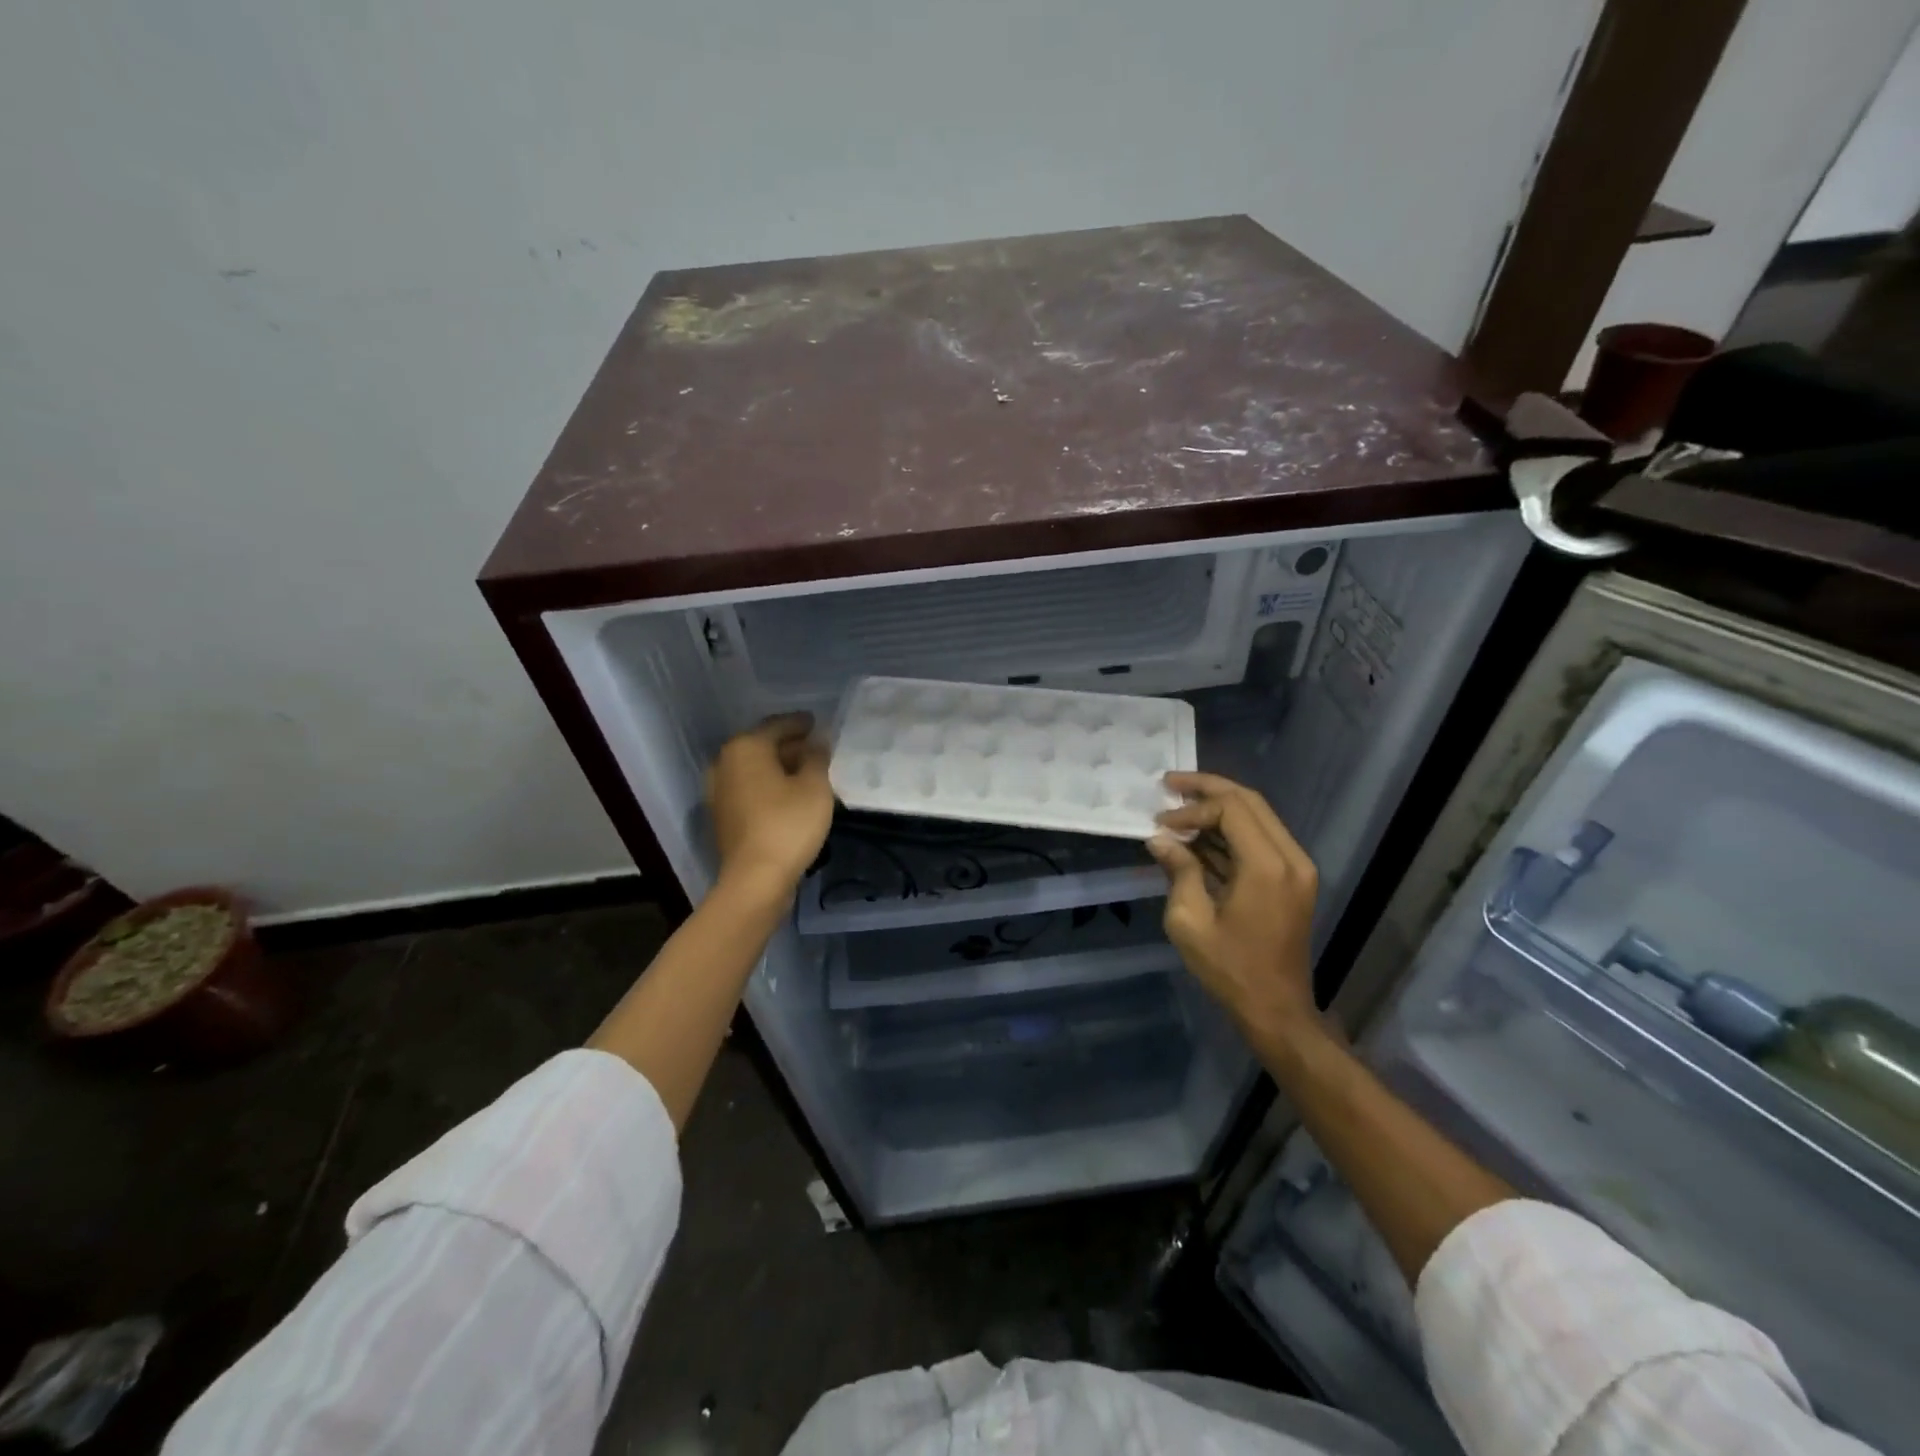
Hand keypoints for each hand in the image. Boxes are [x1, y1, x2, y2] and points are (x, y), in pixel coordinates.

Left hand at [707, 713, 834, 898]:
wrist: (755, 879)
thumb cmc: (788, 824)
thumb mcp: (815, 786)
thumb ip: (817, 756)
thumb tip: (818, 739)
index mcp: (746, 747)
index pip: (778, 725)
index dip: (801, 723)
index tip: (818, 724)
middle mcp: (725, 762)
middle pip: (762, 745)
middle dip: (790, 745)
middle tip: (817, 749)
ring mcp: (718, 790)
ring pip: (754, 769)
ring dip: (778, 767)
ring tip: (807, 773)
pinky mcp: (722, 815)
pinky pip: (749, 788)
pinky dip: (768, 786)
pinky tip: (789, 795)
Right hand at [1146, 772, 1319, 1040]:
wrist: (1276, 1010)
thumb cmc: (1229, 968)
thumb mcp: (1189, 921)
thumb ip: (1178, 870)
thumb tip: (1160, 839)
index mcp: (1267, 866)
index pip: (1229, 809)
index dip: (1191, 809)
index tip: (1160, 824)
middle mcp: (1290, 858)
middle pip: (1249, 801)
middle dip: (1207, 789)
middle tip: (1169, 784)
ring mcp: (1296, 868)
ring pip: (1258, 816)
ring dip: (1219, 808)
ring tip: (1179, 807)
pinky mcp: (1293, 879)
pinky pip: (1261, 838)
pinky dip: (1230, 831)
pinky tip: (1198, 836)